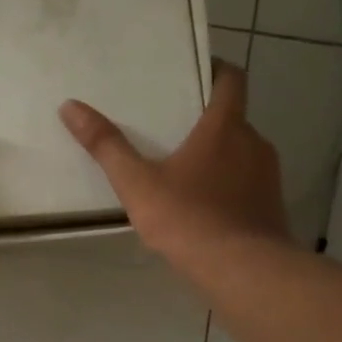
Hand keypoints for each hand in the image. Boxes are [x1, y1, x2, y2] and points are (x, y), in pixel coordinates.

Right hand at [59, 62, 291, 277]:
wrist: (245, 272)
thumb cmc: (189, 218)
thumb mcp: (137, 183)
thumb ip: (105, 145)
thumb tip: (70, 106)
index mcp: (225, 127)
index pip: (231, 79)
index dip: (215, 69)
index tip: (193, 70)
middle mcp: (253, 142)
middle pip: (232, 117)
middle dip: (204, 118)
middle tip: (169, 125)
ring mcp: (267, 176)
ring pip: (240, 151)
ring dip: (216, 153)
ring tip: (180, 168)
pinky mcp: (271, 205)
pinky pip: (246, 182)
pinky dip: (226, 183)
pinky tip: (200, 205)